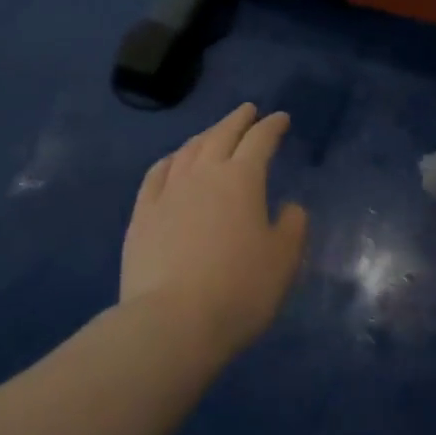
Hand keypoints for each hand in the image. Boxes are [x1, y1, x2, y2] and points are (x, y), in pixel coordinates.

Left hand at [121, 103, 308, 359]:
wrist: (171, 324)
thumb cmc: (238, 290)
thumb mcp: (283, 261)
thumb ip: (292, 227)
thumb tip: (290, 207)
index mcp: (242, 179)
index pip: (260, 139)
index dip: (272, 126)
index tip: (281, 119)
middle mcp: (205, 173)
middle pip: (222, 134)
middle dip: (238, 119)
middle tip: (248, 111)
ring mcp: (169, 192)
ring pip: (189, 149)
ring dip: (206, 135)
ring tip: (214, 133)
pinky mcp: (143, 215)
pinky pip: (157, 174)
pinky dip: (170, 160)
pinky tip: (173, 161)